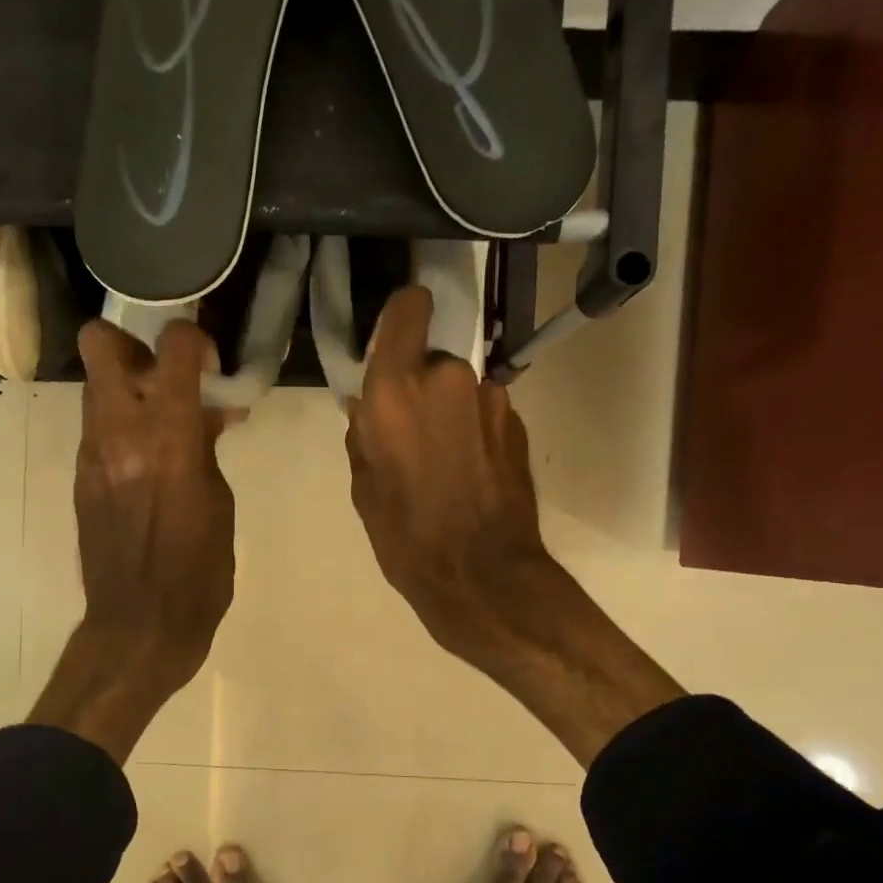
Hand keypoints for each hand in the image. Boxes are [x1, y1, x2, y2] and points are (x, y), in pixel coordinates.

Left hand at [29, 318, 237, 762]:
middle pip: (99, 343)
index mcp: (168, 439)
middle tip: (165, 372)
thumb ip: (205, 448)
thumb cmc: (198, 574)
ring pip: (95, 385)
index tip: (210, 359)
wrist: (139, 627)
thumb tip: (205, 415)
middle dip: (133, 342)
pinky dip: (121, 424)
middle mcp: (119, 433)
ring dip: (128, 385)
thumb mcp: (220, 505)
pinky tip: (148, 458)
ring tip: (163, 419)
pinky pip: (97, 428)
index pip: (172, 349)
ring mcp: (91, 454)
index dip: (193, 338)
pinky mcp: (80, 477)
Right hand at [345, 285, 553, 665]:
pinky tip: (468, 474)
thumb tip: (370, 407)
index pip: (409, 306)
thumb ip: (365, 432)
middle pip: (431, 358)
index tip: (393, 340)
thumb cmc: (406, 536)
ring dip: (448, 411)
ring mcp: (490, 398)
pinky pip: (482, 412)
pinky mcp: (518, 423)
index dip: (402, 315)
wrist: (481, 576)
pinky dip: (473, 431)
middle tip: (410, 434)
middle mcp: (448, 377)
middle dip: (419, 386)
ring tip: (442, 463)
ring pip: (459, 388)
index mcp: (397, 389)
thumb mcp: (364, 486)